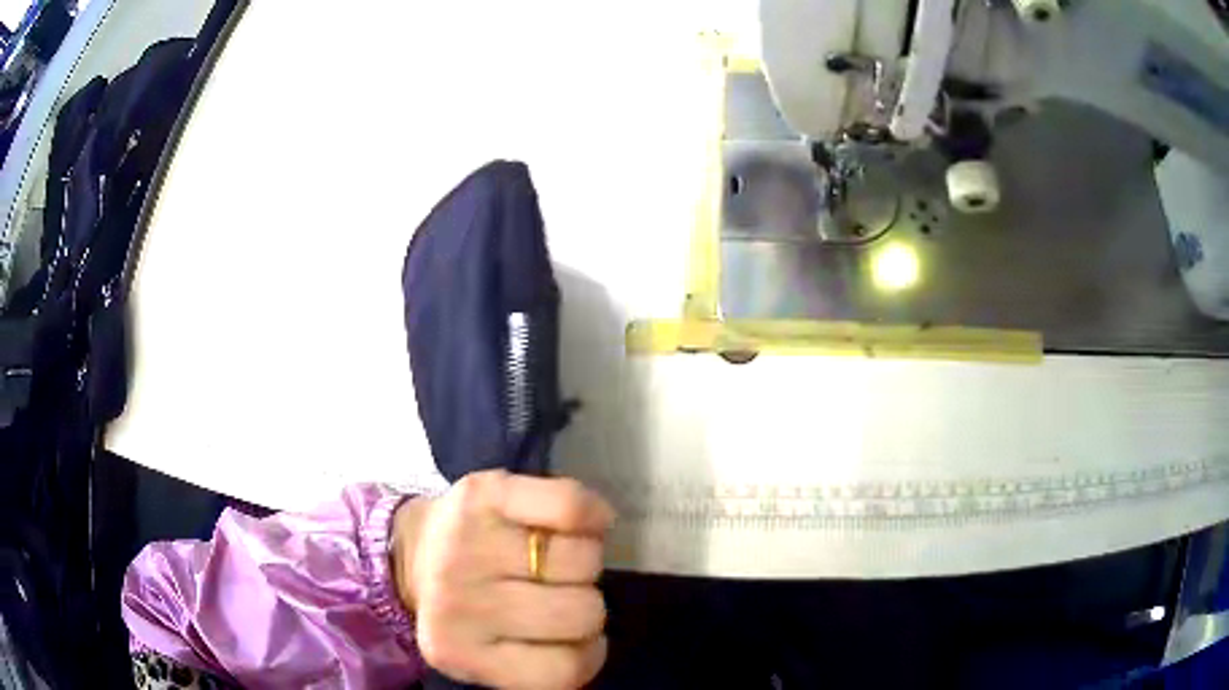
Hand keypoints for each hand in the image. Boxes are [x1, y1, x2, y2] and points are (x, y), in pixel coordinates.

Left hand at [391, 470, 614, 689]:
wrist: (408, 553)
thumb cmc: (466, 613)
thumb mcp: (491, 659)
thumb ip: (540, 666)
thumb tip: (591, 644)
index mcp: (462, 654)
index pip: (568, 669)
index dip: (586, 650)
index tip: (567, 637)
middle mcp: (459, 603)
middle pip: (584, 612)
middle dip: (583, 601)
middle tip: (555, 592)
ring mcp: (466, 544)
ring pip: (584, 560)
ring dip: (584, 560)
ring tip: (553, 558)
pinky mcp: (482, 494)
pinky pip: (569, 506)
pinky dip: (590, 516)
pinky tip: (574, 523)